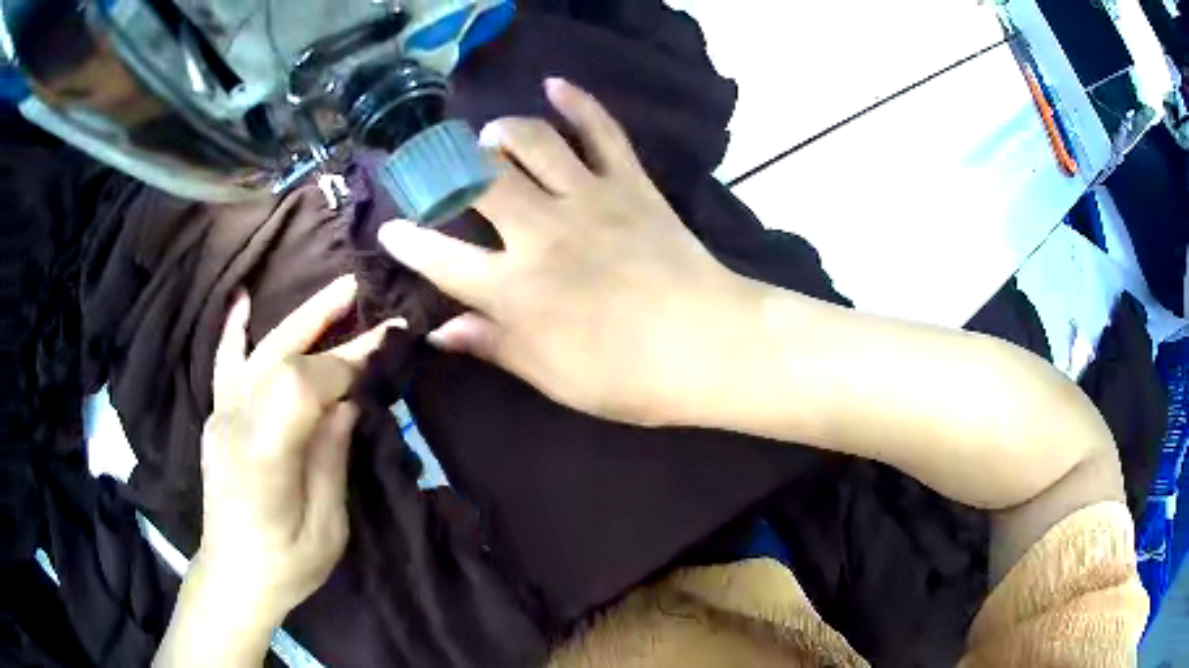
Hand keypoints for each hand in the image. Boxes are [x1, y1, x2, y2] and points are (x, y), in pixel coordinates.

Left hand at [195, 275, 400, 629]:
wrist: (234, 576)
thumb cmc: (287, 564)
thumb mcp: (327, 527)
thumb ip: (331, 457)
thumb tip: (347, 402)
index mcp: (264, 455)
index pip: (301, 385)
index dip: (342, 364)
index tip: (381, 352)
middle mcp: (236, 424)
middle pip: (279, 357)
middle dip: (322, 321)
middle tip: (360, 292)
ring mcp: (221, 418)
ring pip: (257, 352)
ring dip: (296, 319)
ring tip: (331, 294)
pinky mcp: (217, 419)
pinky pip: (224, 365)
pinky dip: (234, 330)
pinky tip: (242, 301)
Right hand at [378, 79, 748, 425]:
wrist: (710, 347)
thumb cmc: (628, 377)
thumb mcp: (551, 376)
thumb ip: (493, 345)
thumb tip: (440, 332)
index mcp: (515, 290)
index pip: (441, 258)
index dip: (408, 242)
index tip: (390, 229)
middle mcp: (540, 232)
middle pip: (477, 180)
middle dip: (446, 168)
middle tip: (438, 167)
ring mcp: (588, 199)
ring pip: (531, 141)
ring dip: (501, 131)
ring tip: (490, 136)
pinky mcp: (630, 183)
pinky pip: (601, 130)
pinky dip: (579, 102)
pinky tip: (556, 84)